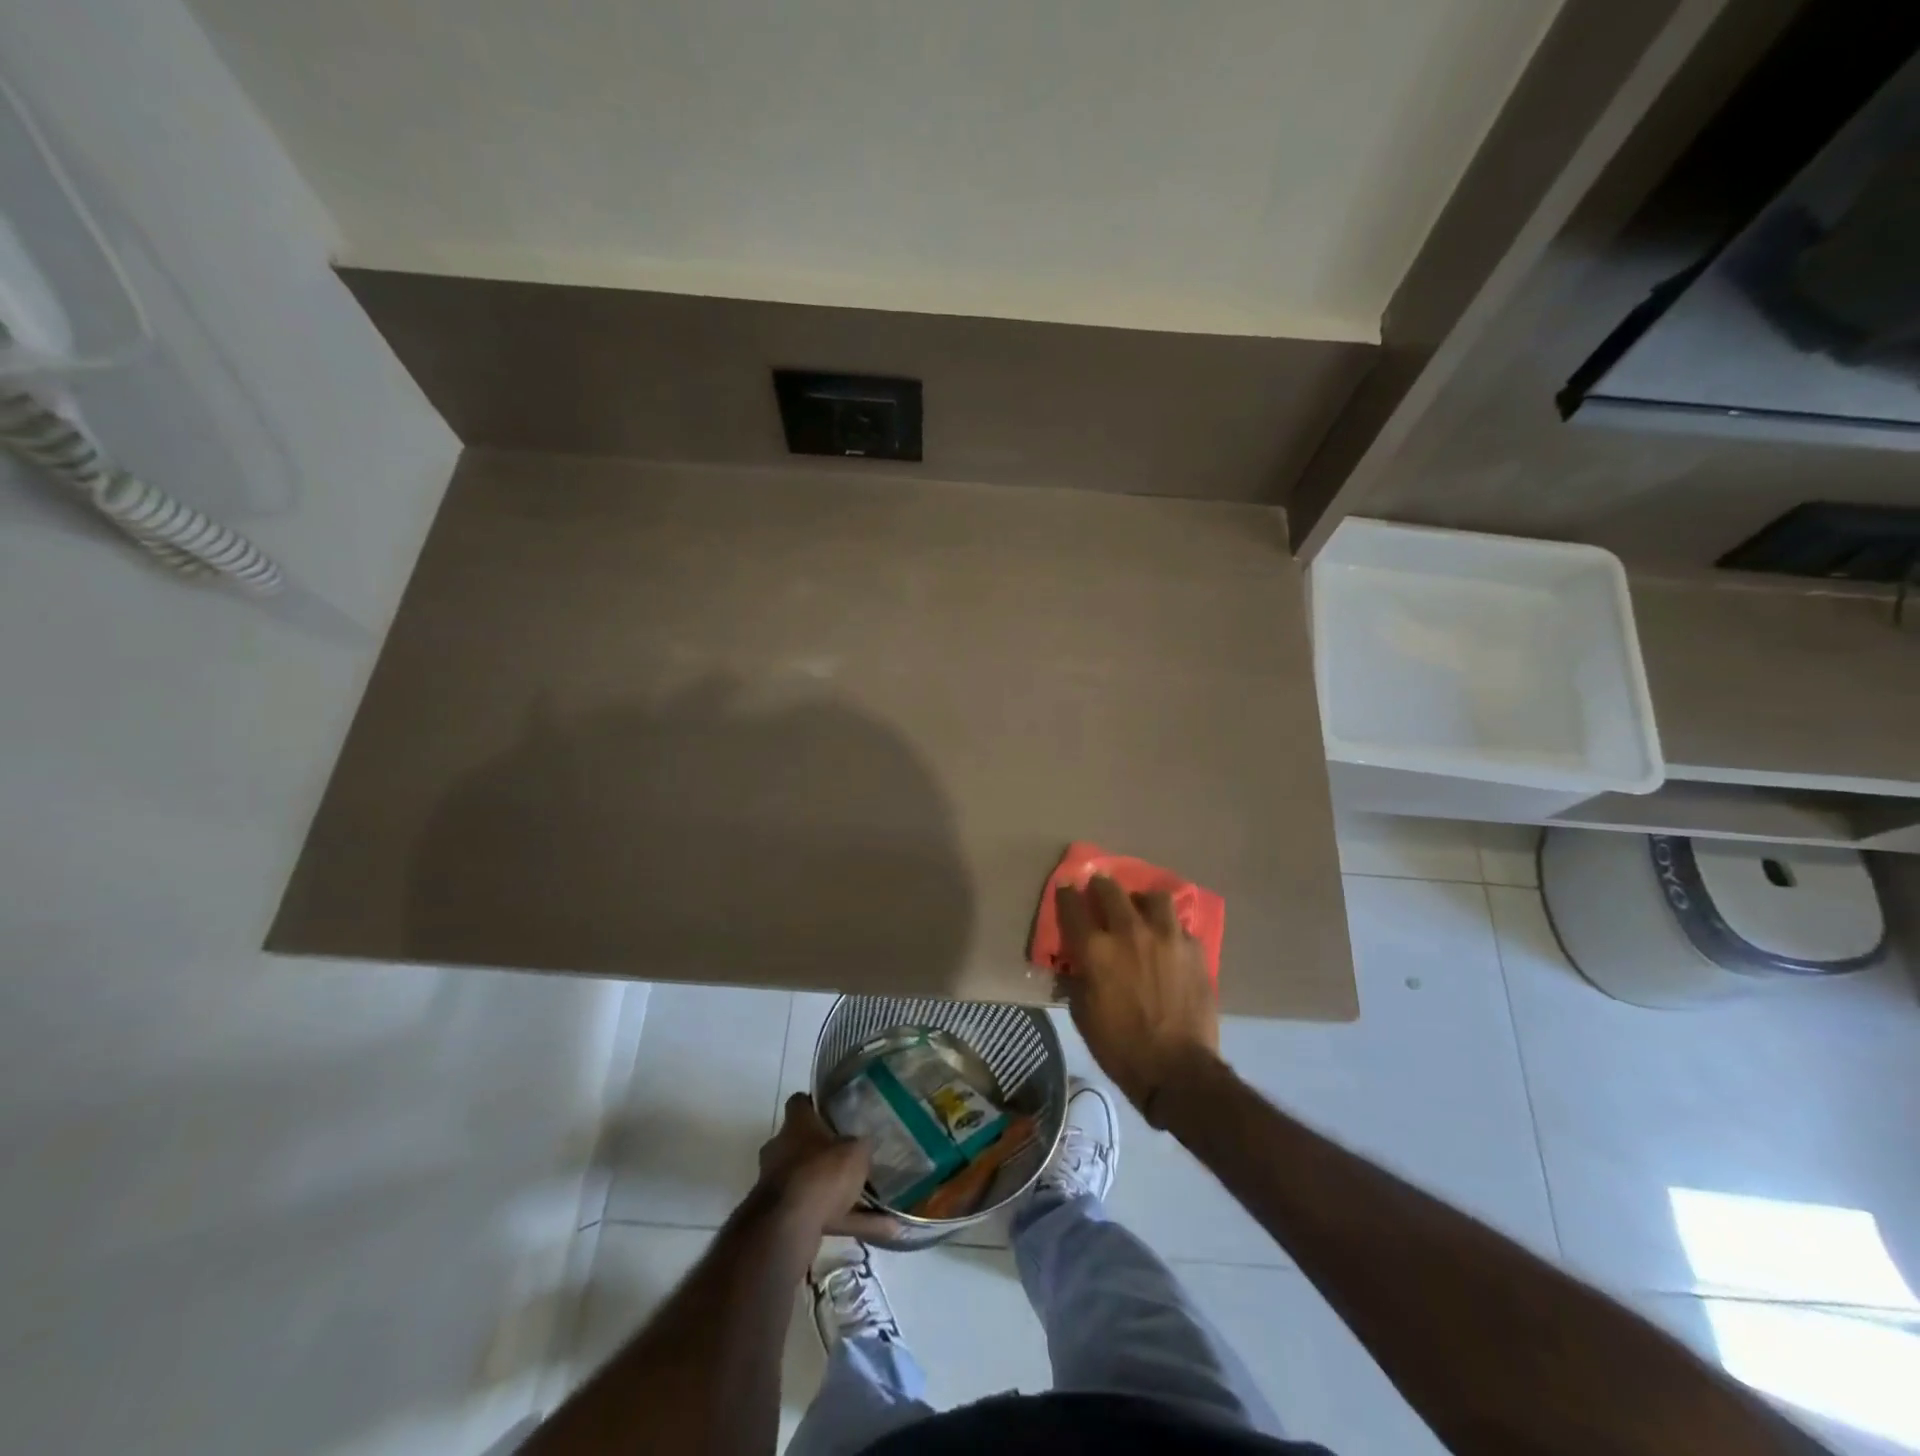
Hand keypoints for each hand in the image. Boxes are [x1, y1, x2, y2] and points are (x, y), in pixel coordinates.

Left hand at [757, 1093, 899, 1240]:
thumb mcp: (855, 1152)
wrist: (787, 1228)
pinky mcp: (782, 1216)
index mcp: (795, 1125)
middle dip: (823, 1151)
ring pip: (810, 1181)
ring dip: (833, 1189)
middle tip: (849, 1154)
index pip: (799, 1102)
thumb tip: (864, 1144)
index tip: (832, 1110)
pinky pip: (818, 1212)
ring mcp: (777, 1184)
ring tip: (869, 1197)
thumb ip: (860, 1146)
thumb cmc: (821, 1173)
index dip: (814, 1104)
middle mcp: (780, 1150)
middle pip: (801, 1143)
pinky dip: (843, 1219)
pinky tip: (877, 1227)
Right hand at [1055, 876, 1220, 1122]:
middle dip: (1101, 886)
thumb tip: (1074, 962)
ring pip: (1154, 897)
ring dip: (1142, 902)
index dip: (1067, 894)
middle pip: (1111, 890)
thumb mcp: (1082, 1014)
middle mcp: (1129, 932)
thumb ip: (1076, 978)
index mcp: (1096, 949)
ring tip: (1142, 913)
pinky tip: (1169, 944)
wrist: (1178, 1070)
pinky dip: (1170, 931)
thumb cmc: (1120, 1047)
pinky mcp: (1195, 950)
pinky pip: (1180, 927)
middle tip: (1100, 891)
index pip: (1072, 905)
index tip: (1066, 888)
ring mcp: (1166, 937)